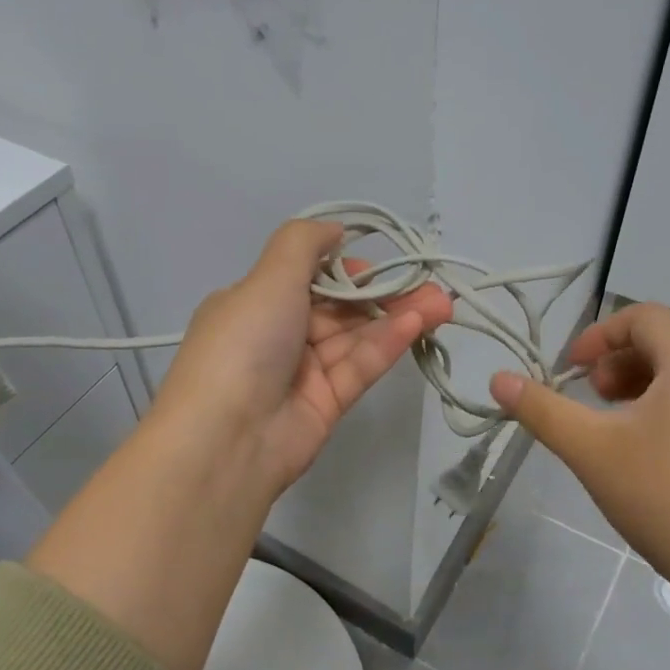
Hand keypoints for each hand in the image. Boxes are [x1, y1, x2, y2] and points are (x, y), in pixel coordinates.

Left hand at [153, 220, 454, 495]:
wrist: (227, 438)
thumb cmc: (244, 343)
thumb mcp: (267, 278)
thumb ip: (303, 244)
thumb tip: (335, 230)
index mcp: (254, 304)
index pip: (307, 279)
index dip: (345, 269)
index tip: (378, 264)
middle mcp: (277, 335)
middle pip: (338, 308)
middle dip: (382, 294)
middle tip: (430, 284)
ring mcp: (302, 372)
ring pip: (356, 337)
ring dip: (397, 317)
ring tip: (441, 303)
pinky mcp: (326, 404)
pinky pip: (359, 366)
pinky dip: (387, 344)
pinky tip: (418, 324)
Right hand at [489, 303, 669, 602]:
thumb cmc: (667, 500)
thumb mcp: (591, 452)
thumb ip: (542, 410)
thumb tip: (498, 379)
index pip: (644, 316)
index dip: (599, 335)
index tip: (571, 372)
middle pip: (665, 344)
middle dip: (617, 363)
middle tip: (590, 401)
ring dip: (640, 389)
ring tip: (613, 431)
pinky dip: (666, 413)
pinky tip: (648, 461)